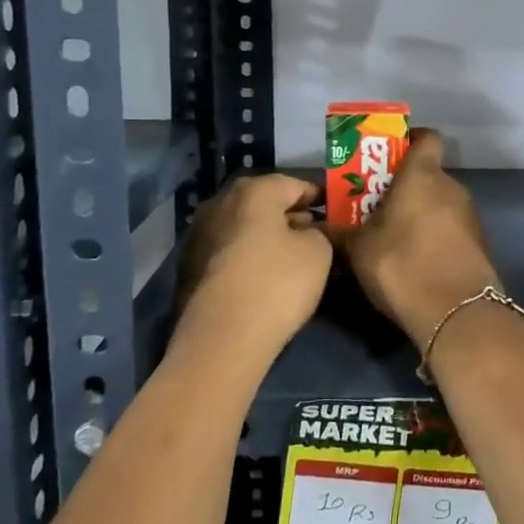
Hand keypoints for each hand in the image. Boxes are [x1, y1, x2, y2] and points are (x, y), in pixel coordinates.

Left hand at [174, 174, 331, 362]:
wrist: (222, 338)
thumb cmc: (278, 282)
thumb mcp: (319, 251)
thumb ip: (318, 232)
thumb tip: (305, 232)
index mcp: (254, 191)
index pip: (294, 184)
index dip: (316, 196)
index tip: (332, 210)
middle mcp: (221, 203)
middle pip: (264, 202)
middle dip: (288, 215)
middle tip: (313, 232)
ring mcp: (200, 235)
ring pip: (244, 227)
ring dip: (265, 236)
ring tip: (290, 256)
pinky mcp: (190, 267)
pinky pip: (229, 251)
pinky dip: (247, 256)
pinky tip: (264, 275)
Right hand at [331, 129, 499, 351]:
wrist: (457, 313)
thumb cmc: (403, 265)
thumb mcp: (358, 250)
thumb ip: (338, 233)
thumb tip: (315, 227)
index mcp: (423, 175)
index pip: (426, 138)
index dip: (410, 140)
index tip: (388, 155)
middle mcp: (452, 187)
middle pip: (429, 175)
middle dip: (404, 187)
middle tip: (376, 205)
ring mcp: (470, 216)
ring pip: (440, 204)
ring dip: (419, 214)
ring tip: (391, 237)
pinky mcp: (479, 244)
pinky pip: (451, 229)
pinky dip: (435, 236)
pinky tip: (415, 260)